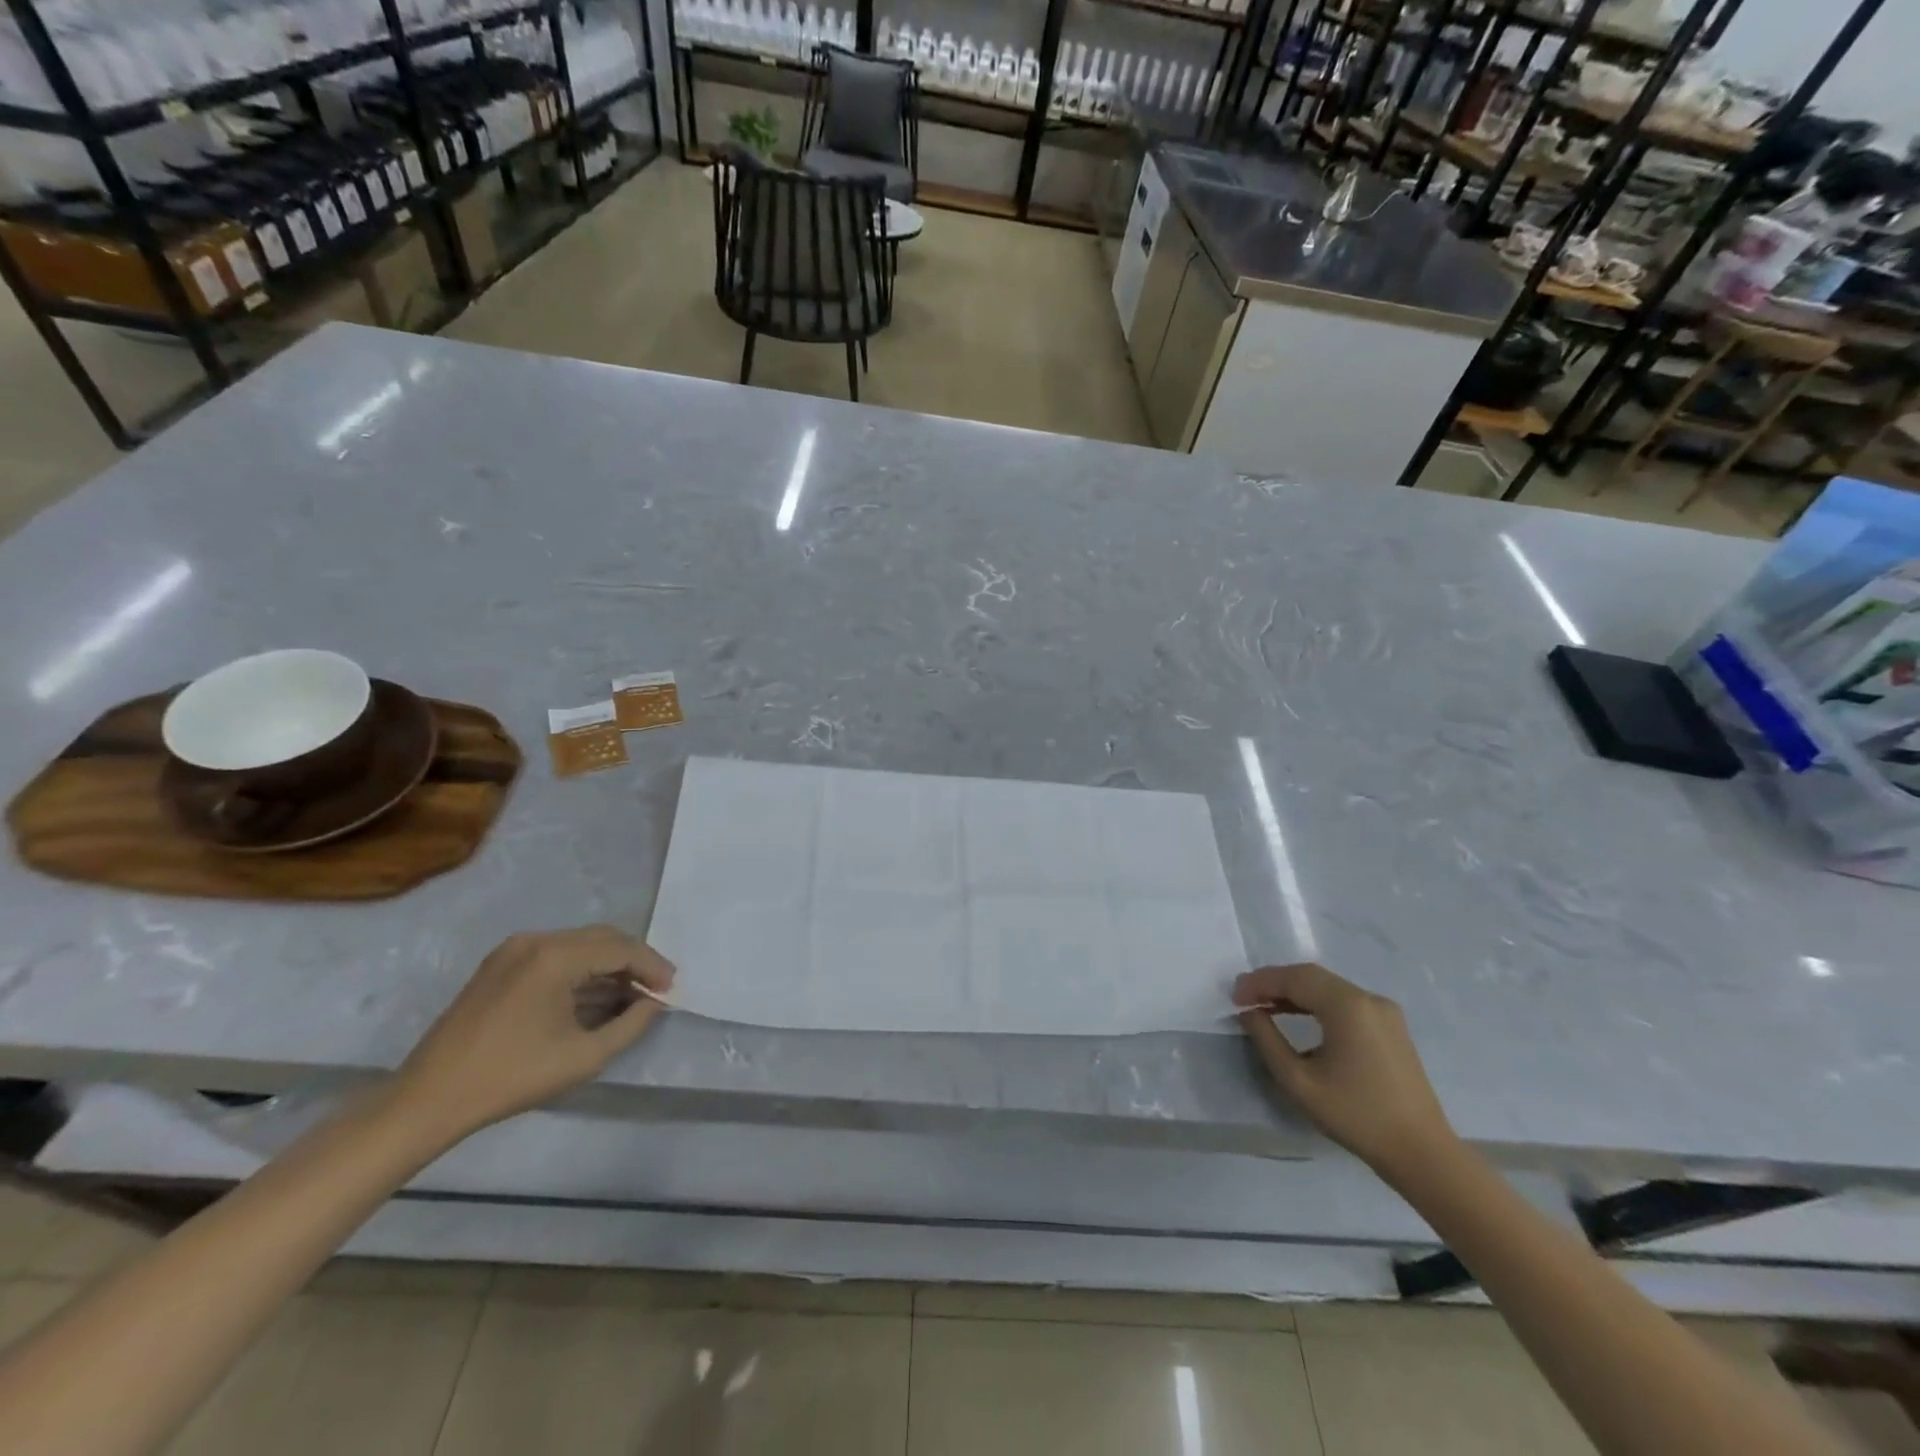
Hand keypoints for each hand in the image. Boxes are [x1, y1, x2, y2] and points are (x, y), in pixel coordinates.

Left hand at [394, 926, 674, 1141]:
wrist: (429, 1100)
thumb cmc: (511, 1078)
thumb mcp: (585, 1056)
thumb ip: (631, 1024)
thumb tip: (654, 1001)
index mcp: (555, 956)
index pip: (621, 948)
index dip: (653, 967)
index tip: (672, 989)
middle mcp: (536, 940)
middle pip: (602, 938)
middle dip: (634, 961)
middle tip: (657, 989)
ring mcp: (513, 950)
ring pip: (580, 944)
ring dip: (609, 965)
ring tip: (631, 995)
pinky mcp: (500, 964)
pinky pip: (556, 955)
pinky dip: (582, 969)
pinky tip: (595, 995)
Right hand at [1233, 962, 1455, 1181]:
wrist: (1421, 1153)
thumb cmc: (1355, 1116)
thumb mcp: (1298, 1081)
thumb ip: (1267, 1039)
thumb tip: (1249, 1012)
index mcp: (1347, 1006)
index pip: (1294, 978)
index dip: (1259, 982)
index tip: (1234, 997)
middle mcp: (1368, 998)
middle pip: (1311, 976)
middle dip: (1275, 983)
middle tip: (1245, 997)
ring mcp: (1384, 1011)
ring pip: (1328, 987)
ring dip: (1295, 992)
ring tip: (1265, 1006)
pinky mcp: (1391, 1027)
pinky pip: (1345, 1002)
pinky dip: (1317, 1003)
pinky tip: (1298, 1017)